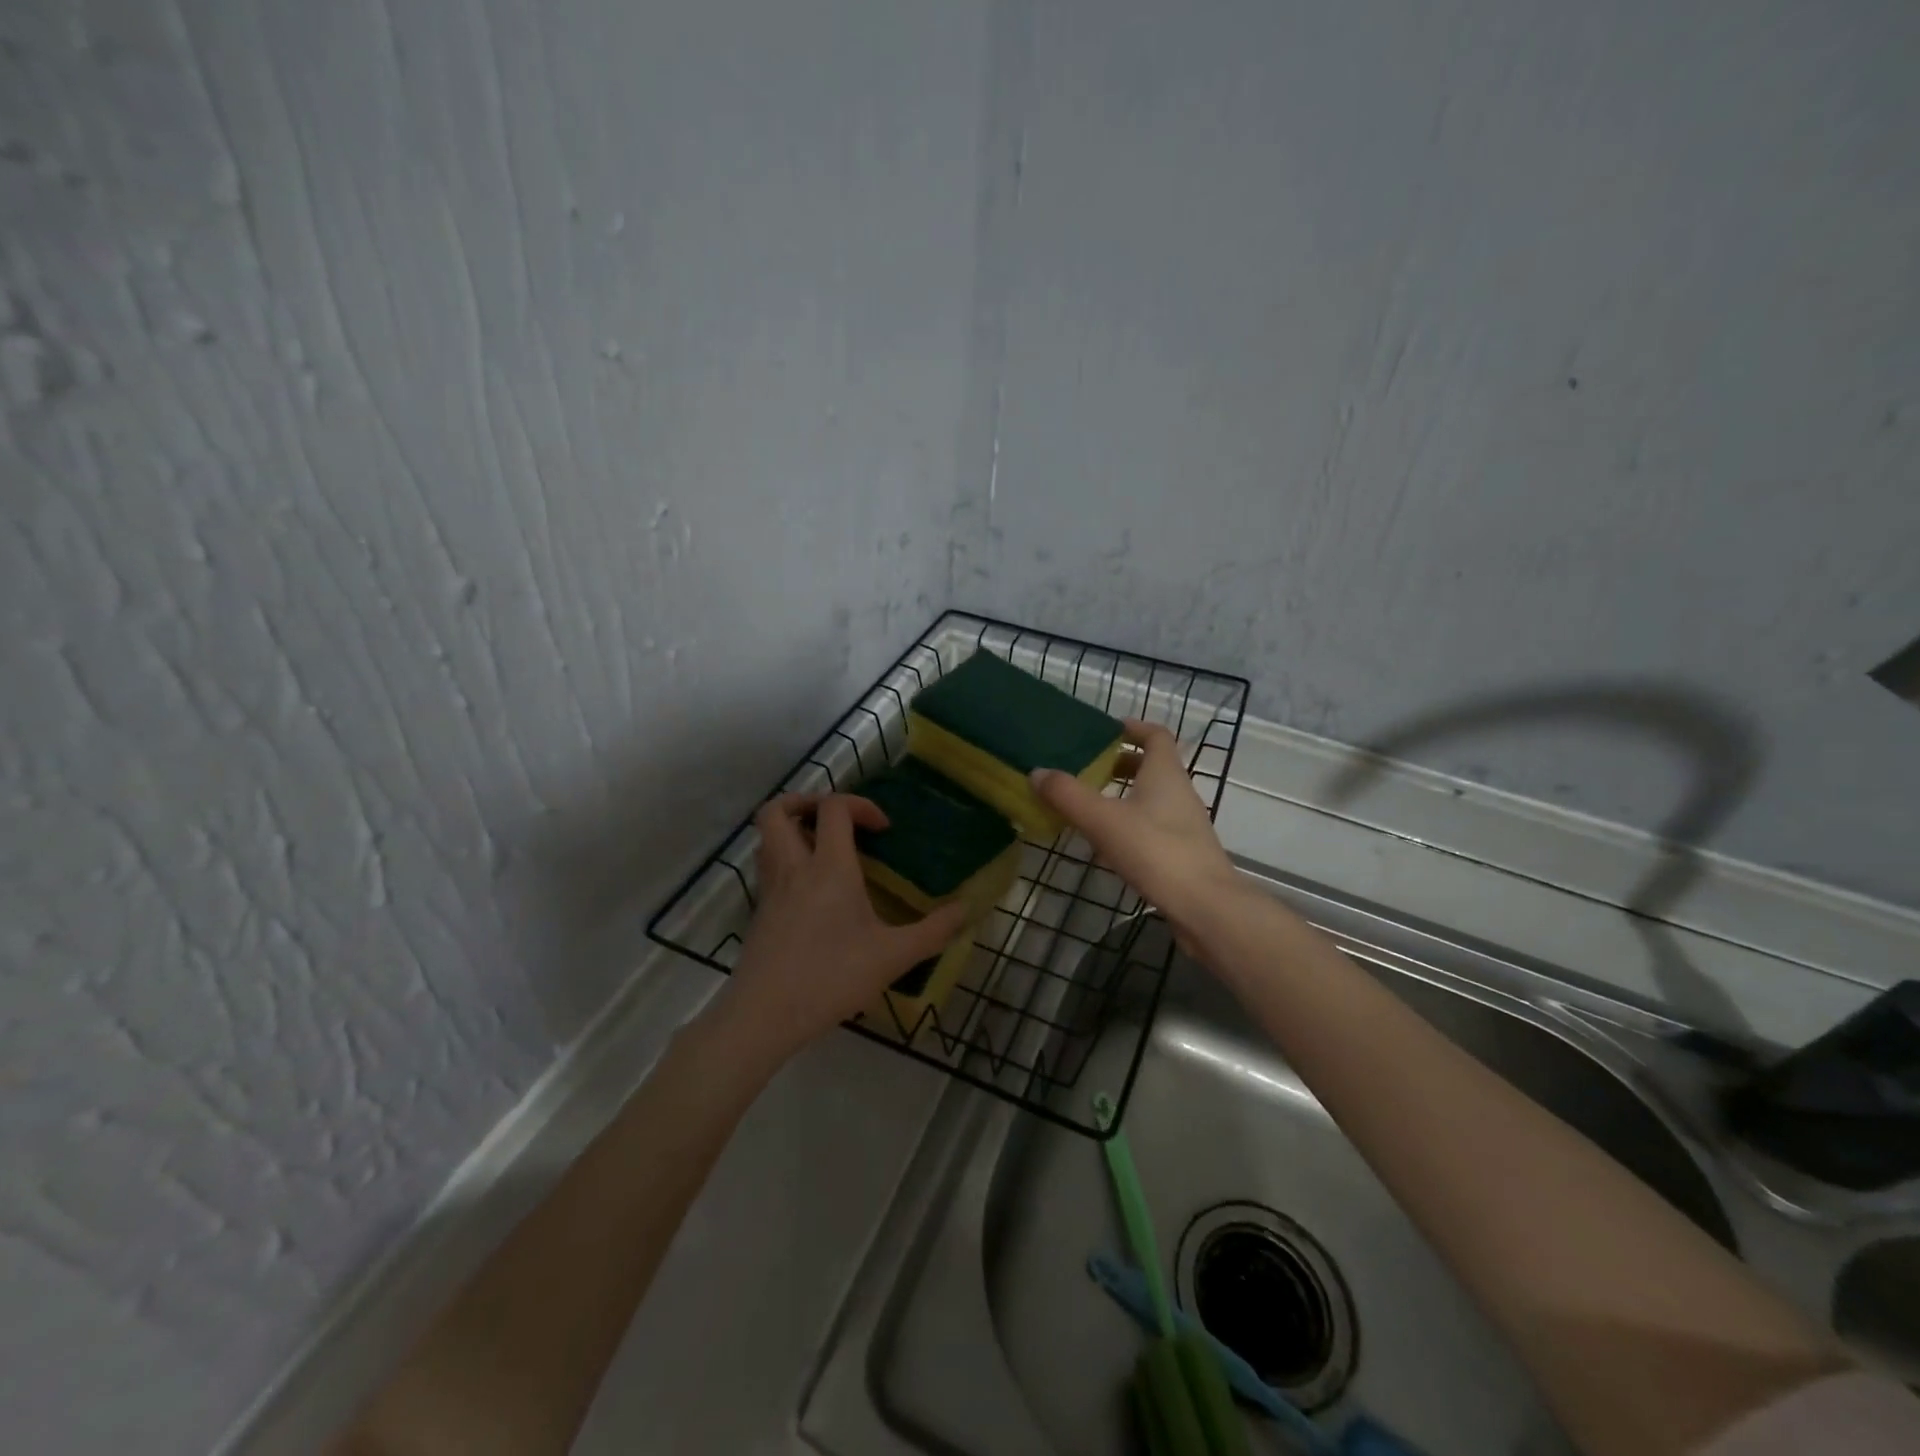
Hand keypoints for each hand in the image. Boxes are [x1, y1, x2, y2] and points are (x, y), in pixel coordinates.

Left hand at [705, 792, 971, 1063]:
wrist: (765, 1015)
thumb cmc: (832, 977)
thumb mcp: (893, 956)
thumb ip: (933, 931)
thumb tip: (965, 909)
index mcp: (828, 867)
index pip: (834, 808)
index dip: (860, 804)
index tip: (882, 829)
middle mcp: (793, 867)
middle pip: (777, 810)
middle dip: (804, 802)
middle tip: (835, 820)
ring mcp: (770, 889)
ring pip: (766, 838)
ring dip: (790, 829)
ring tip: (821, 847)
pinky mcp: (759, 912)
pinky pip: (767, 867)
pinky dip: (785, 860)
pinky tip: (810, 890)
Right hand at [1029, 720, 1238, 932]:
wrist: (1204, 906)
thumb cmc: (1155, 850)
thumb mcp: (1103, 819)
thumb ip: (1068, 795)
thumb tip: (1037, 772)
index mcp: (1165, 773)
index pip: (1156, 735)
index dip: (1133, 727)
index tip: (1106, 730)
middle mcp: (1179, 792)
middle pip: (1152, 766)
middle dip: (1120, 763)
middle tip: (1087, 769)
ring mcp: (1184, 824)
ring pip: (1151, 798)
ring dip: (1123, 796)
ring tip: (1088, 806)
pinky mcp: (1182, 853)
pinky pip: (1152, 826)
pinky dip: (1129, 824)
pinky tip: (1106, 843)